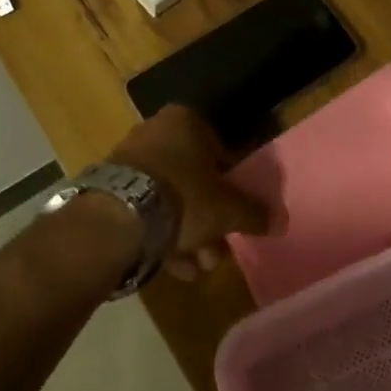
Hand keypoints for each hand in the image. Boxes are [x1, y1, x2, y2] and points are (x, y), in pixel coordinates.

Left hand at [111, 105, 269, 280]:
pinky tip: (174, 269)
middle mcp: (155, 131)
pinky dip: (160, 237)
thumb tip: (281, 221)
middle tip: (217, 253)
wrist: (117, 218)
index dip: (231, 187)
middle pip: (193, 180)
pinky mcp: (109, 188)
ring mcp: (128, 160)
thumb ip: (255, 213)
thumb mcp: (227, 209)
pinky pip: (144, 211)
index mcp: (185, 121)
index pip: (219, 151)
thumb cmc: (182, 198)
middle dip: (208, 222)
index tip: (234, 215)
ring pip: (169, 199)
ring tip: (197, 268)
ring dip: (187, 236)